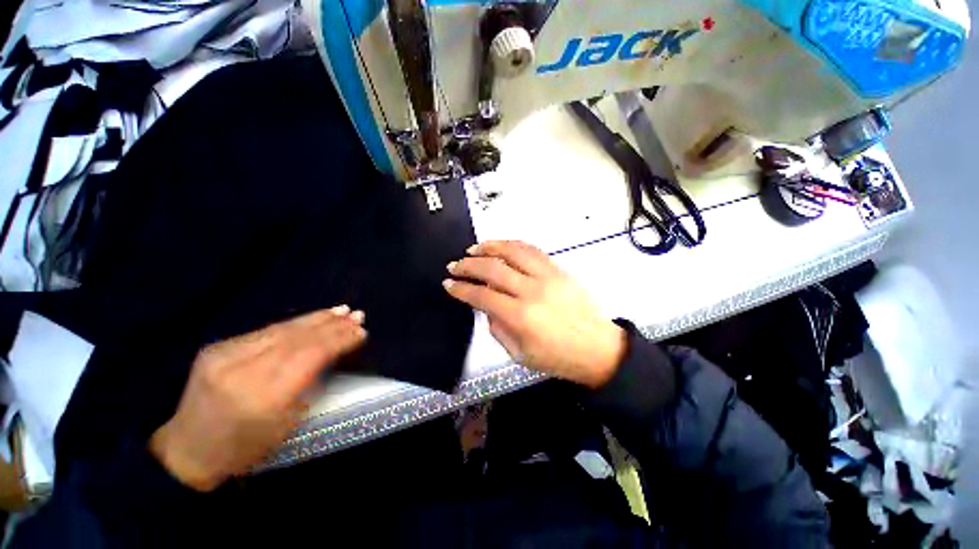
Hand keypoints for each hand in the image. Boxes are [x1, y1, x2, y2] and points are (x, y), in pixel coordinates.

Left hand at [150, 306, 366, 490]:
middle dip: (332, 325)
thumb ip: (310, 384)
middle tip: (357, 315)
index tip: (362, 332)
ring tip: (341, 310)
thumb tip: (333, 353)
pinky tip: (312, 319)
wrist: (187, 451)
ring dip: (316, 319)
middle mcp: (242, 371)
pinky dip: (295, 324)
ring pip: (282, 329)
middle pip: (298, 339)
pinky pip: (266, 331)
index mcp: (263, 398)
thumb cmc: (246, 448)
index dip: (339, 340)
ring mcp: (225, 356)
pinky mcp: (217, 348)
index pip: (310, 356)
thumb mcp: (287, 424)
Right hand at [443, 240, 625, 388]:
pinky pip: (533, 250)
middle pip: (493, 269)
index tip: (449, 284)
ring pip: (513, 252)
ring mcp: (548, 276)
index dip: (461, 289)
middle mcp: (532, 291)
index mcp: (521, 317)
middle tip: (455, 265)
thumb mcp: (519, 354)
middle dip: (468, 265)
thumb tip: (486, 306)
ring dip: (489, 247)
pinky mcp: (559, 269)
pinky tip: (501, 246)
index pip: (482, 295)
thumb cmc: (557, 358)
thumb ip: (497, 328)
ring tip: (474, 249)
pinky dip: (513, 245)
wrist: (598, 348)